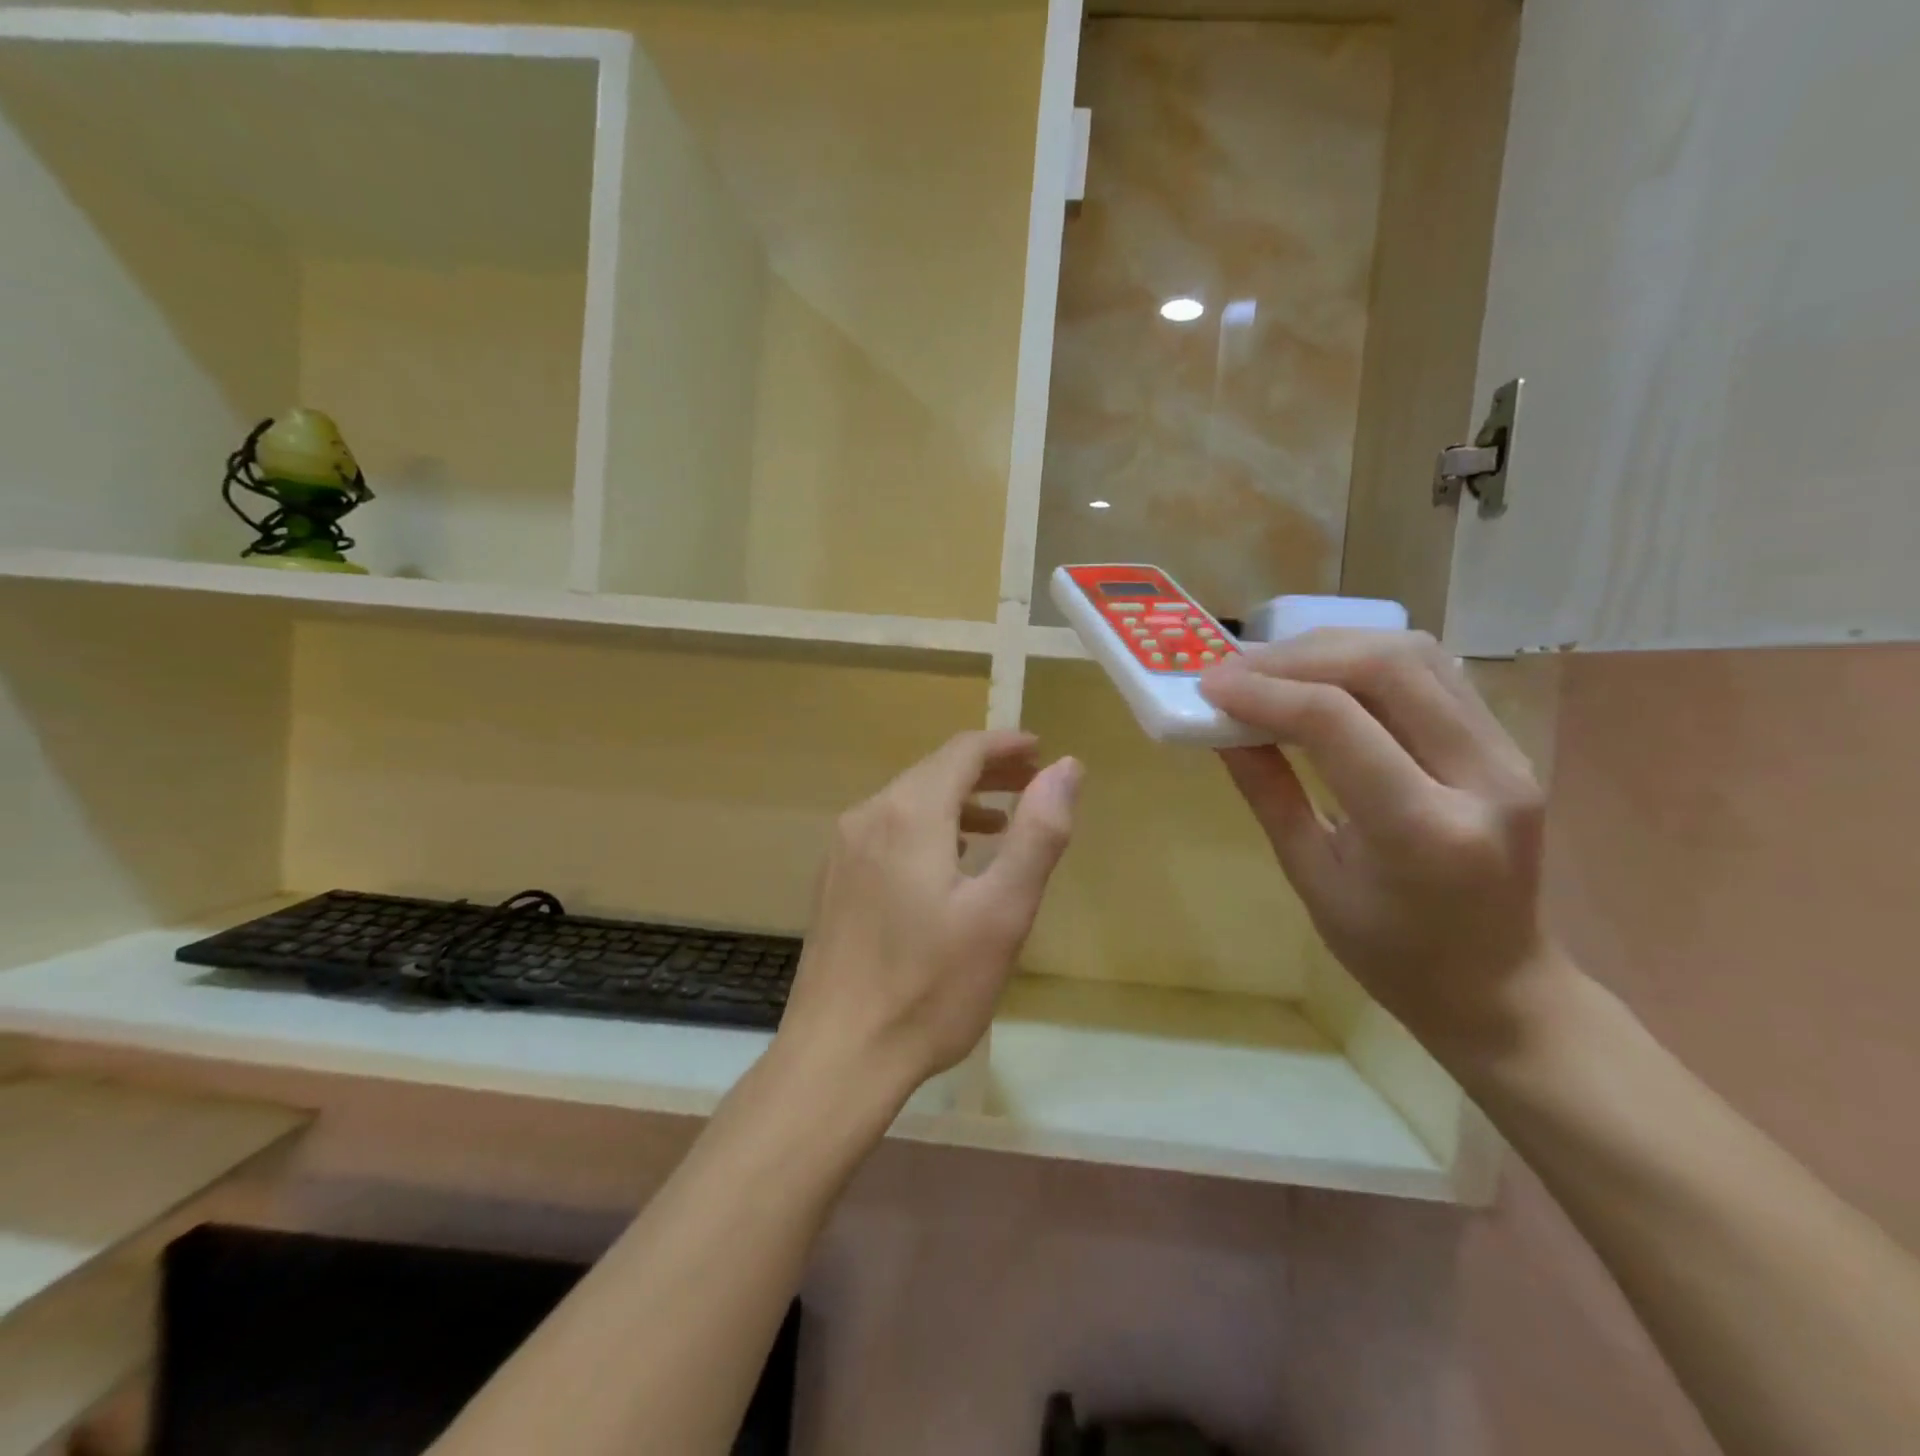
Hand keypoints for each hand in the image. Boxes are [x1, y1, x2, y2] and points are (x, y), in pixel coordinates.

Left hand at [777, 730, 1080, 1099]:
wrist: (838, 1055)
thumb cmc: (931, 988)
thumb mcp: (1003, 912)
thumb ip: (1038, 833)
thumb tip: (1066, 769)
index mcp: (909, 814)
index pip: (962, 751)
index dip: (1006, 745)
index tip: (1043, 751)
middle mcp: (867, 816)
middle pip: (934, 770)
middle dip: (987, 770)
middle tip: (1034, 783)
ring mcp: (843, 848)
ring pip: (908, 799)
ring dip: (958, 799)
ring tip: (1001, 820)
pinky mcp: (833, 879)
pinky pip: (887, 829)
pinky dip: (928, 827)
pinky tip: (949, 859)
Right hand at [1199, 630, 1563, 1063]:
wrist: (1499, 986)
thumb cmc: (1390, 952)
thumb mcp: (1310, 877)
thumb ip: (1267, 791)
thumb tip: (1221, 727)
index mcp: (1421, 830)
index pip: (1336, 722)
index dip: (1264, 692)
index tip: (1209, 684)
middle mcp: (1480, 777)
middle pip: (1386, 666)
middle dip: (1296, 656)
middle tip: (1234, 668)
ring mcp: (1506, 755)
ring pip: (1416, 655)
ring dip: (1333, 648)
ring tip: (1273, 667)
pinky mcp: (1507, 745)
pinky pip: (1434, 673)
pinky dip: (1367, 661)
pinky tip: (1324, 677)